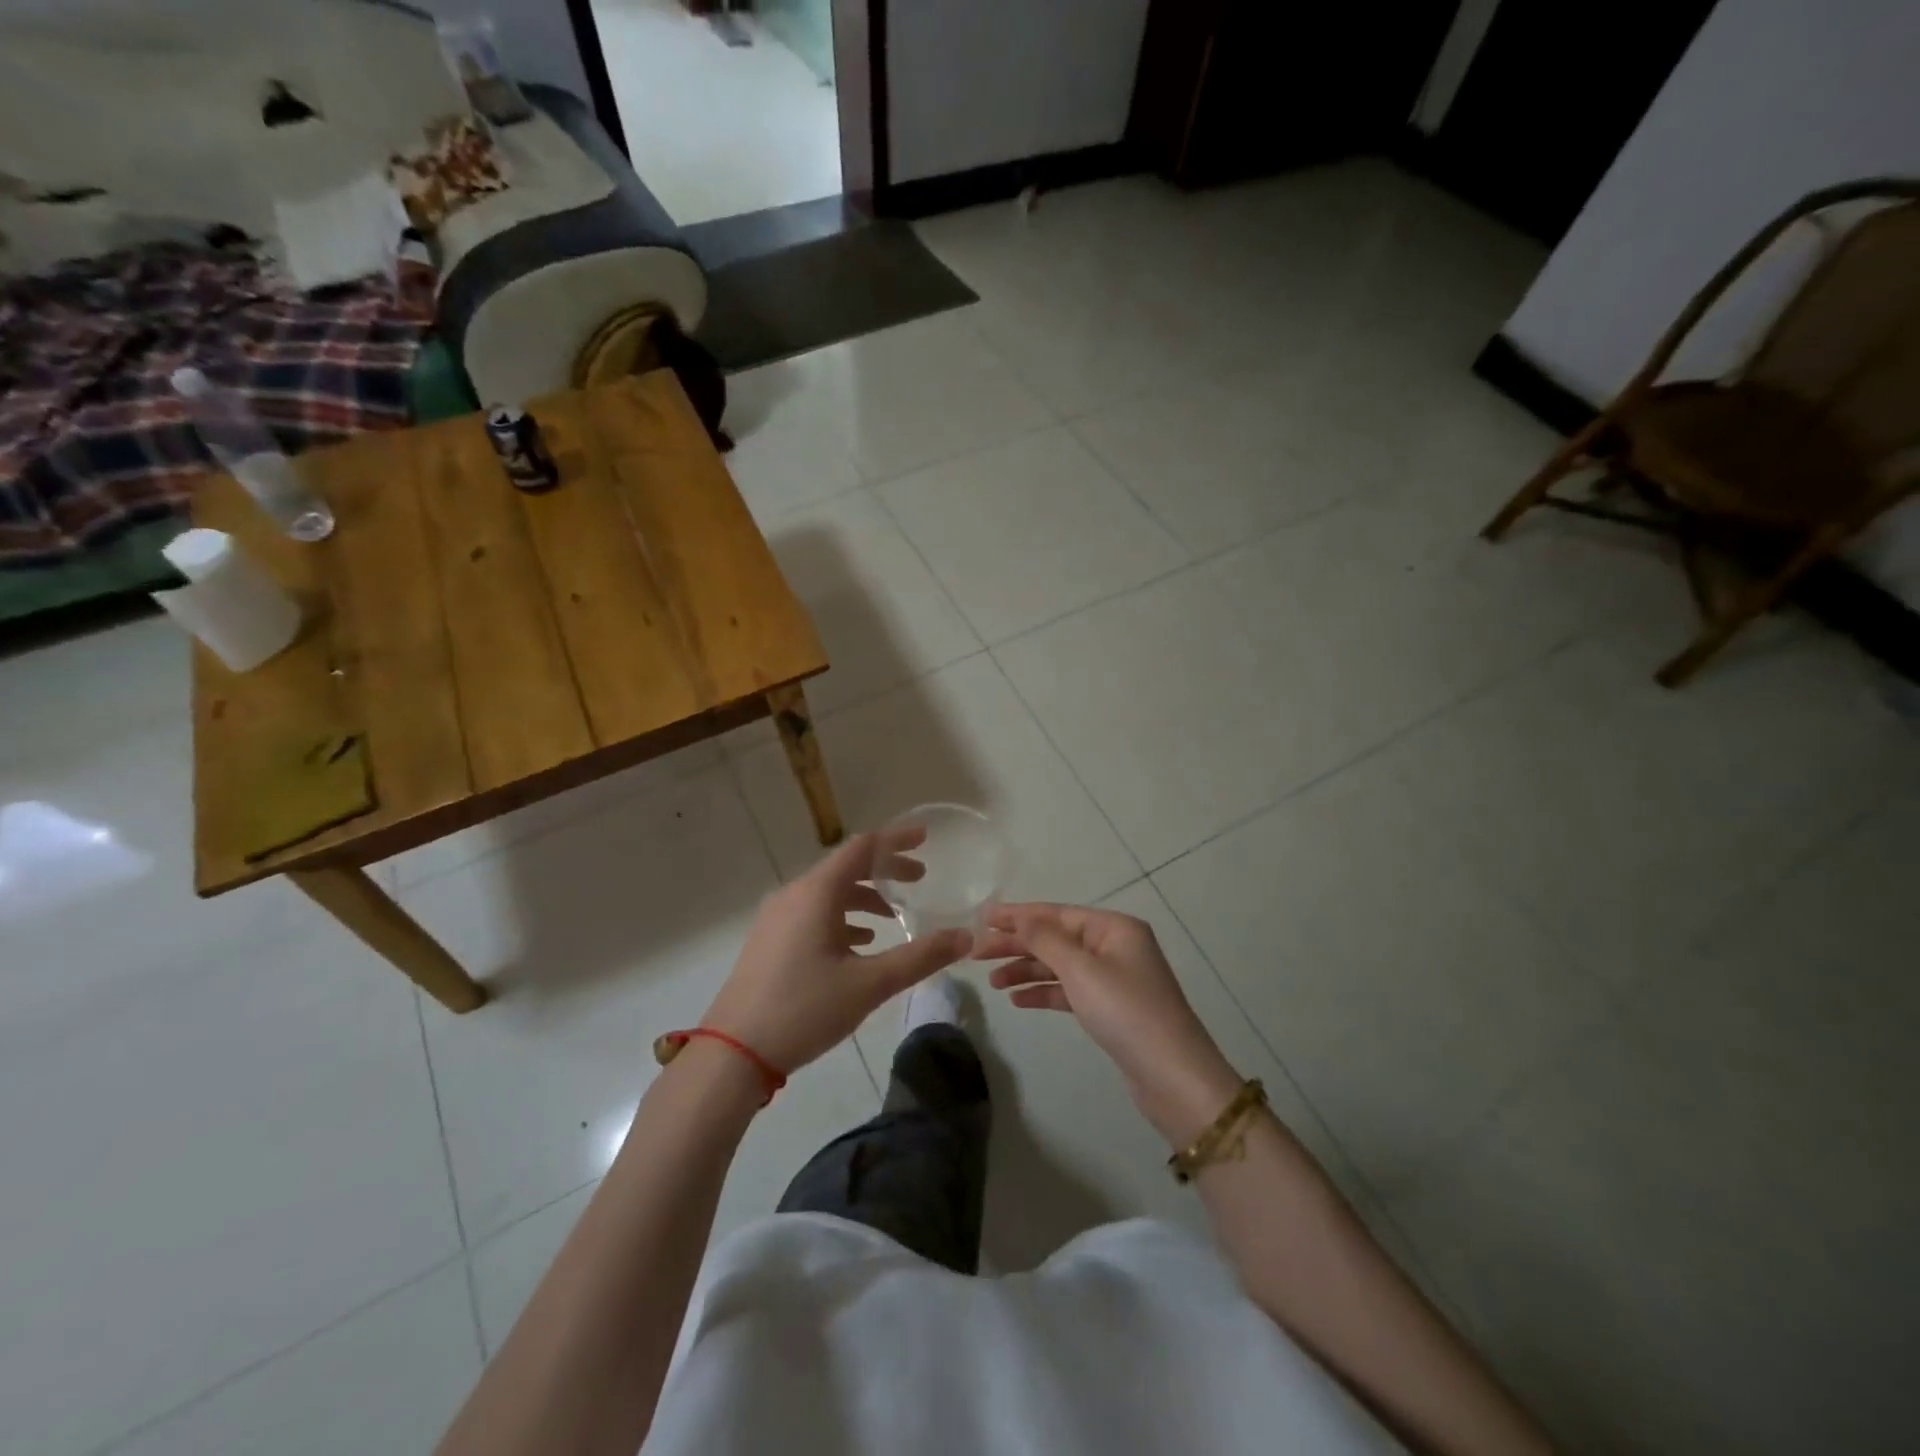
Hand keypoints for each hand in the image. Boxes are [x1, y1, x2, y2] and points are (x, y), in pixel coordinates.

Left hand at [701, 833, 971, 1075]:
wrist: (732, 1052)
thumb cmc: (804, 1009)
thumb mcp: (869, 984)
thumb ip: (920, 957)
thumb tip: (966, 937)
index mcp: (816, 893)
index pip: (863, 847)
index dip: (896, 839)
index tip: (926, 838)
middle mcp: (794, 895)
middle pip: (846, 868)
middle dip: (884, 870)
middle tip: (920, 879)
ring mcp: (776, 917)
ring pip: (828, 893)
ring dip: (863, 897)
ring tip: (893, 915)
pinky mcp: (769, 940)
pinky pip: (812, 913)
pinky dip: (841, 918)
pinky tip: (858, 943)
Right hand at [977, 903, 1239, 1143]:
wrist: (1172, 1075)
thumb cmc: (1126, 1011)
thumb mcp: (1081, 970)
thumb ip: (1045, 940)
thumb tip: (1021, 917)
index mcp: (1114, 927)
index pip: (1057, 913)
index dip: (1019, 915)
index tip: (983, 918)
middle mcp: (1114, 946)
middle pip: (1056, 938)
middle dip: (1018, 945)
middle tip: (978, 954)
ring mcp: (1114, 978)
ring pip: (1060, 966)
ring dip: (1027, 970)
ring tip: (993, 982)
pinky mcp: (1110, 1008)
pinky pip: (1069, 991)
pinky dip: (1044, 992)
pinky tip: (1018, 1000)